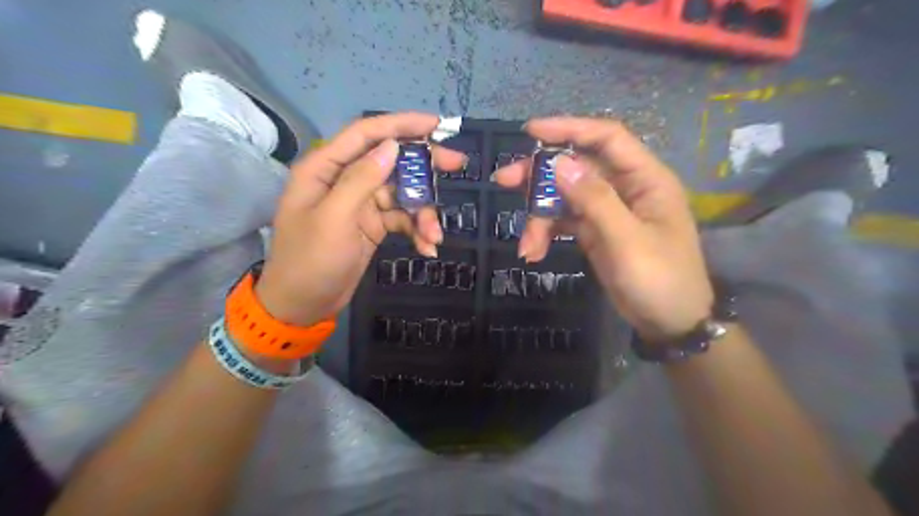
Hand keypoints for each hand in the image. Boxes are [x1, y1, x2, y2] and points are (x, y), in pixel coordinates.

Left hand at [253, 113, 462, 325]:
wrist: (303, 305)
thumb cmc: (311, 260)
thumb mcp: (335, 218)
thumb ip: (362, 179)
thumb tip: (392, 145)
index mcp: (325, 168)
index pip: (367, 135)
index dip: (401, 124)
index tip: (436, 125)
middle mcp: (345, 179)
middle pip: (391, 160)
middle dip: (424, 165)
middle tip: (457, 163)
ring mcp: (361, 203)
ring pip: (402, 194)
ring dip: (423, 212)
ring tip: (434, 235)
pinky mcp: (373, 224)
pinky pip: (401, 218)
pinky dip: (416, 230)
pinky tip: (427, 247)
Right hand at [499, 117, 712, 342]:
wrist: (669, 323)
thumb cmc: (659, 279)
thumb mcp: (626, 240)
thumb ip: (595, 200)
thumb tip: (560, 163)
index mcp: (645, 179)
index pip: (607, 138)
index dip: (569, 129)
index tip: (530, 131)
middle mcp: (625, 188)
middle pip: (577, 167)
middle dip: (540, 176)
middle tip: (504, 181)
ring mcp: (608, 211)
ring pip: (565, 197)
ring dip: (540, 216)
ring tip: (526, 245)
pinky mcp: (595, 231)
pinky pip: (565, 221)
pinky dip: (547, 233)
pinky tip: (534, 252)